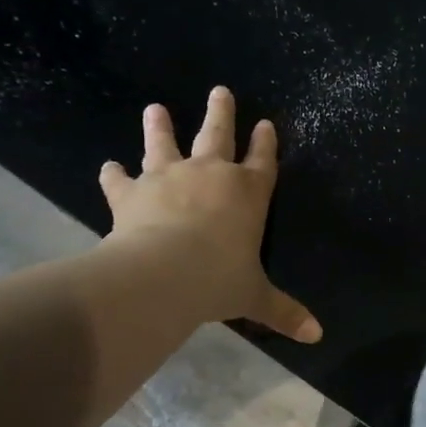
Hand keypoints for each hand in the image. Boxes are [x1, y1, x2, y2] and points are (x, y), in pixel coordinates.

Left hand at [98, 88, 321, 342]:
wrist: (164, 273)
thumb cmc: (221, 280)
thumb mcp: (256, 297)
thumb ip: (284, 312)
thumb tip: (317, 335)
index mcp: (249, 193)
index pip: (263, 161)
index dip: (266, 143)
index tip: (266, 123)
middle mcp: (211, 175)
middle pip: (218, 135)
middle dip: (221, 113)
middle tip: (221, 91)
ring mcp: (169, 178)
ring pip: (164, 143)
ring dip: (161, 126)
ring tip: (156, 108)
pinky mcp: (132, 192)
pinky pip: (120, 179)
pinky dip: (114, 174)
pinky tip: (108, 167)